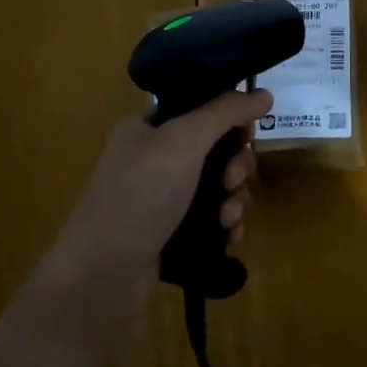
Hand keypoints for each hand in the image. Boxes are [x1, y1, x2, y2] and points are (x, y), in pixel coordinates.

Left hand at [55, 89, 272, 288]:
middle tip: (233, 181)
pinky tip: (229, 236)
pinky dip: (226, 224)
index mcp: (149, 127)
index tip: (247, 134)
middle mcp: (155, 158)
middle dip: (236, 165)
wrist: (102, 273)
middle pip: (216, 149)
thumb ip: (224, 113)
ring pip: (218, 186)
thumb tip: (264, 93)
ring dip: (234, 198)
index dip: (230, 118)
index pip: (201, 108)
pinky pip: (212, 218)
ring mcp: (163, 197)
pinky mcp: (172, 232)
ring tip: (228, 218)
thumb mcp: (183, 142)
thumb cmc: (140, 195)